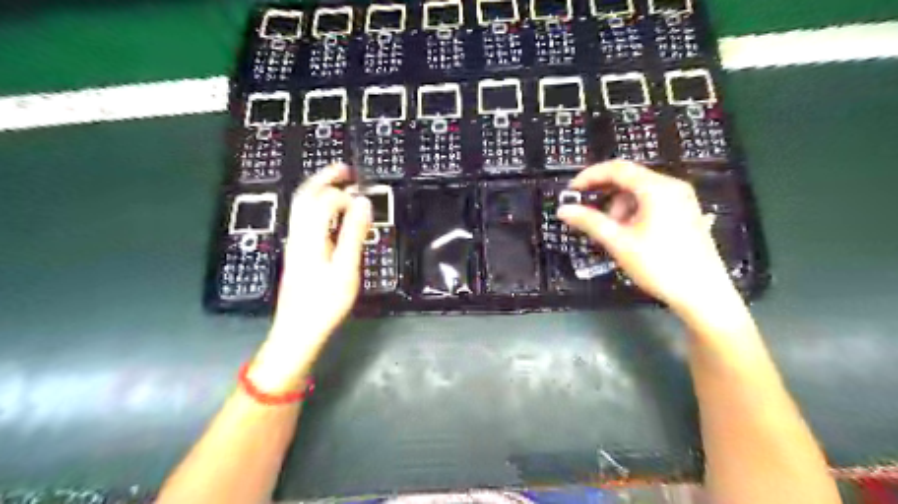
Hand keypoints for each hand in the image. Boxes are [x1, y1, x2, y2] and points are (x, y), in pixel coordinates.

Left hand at [249, 164, 369, 387]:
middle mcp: (298, 234)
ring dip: (319, 189)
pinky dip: (317, 205)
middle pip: (305, 196)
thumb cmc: (325, 303)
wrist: (297, 330)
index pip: (324, 201)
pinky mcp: (297, 252)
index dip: (345, 196)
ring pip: (302, 206)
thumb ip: (354, 234)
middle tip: (346, 169)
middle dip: (325, 178)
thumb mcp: (345, 270)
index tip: (365, 203)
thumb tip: (362, 203)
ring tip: (339, 183)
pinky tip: (330, 212)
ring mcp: (295, 243)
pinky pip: (304, 218)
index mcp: (310, 236)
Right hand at [560, 160, 740, 315]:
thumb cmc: (659, 265)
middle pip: (629, 179)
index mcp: (657, 188)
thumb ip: (589, 221)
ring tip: (613, 234)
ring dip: (619, 207)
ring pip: (639, 193)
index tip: (570, 191)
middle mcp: (672, 186)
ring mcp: (682, 199)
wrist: (702, 295)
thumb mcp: (619, 242)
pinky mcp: (685, 213)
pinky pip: (652, 203)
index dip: (589, 176)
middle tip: (587, 215)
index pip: (617, 169)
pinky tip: (630, 235)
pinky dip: (634, 213)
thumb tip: (563, 209)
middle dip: (604, 195)